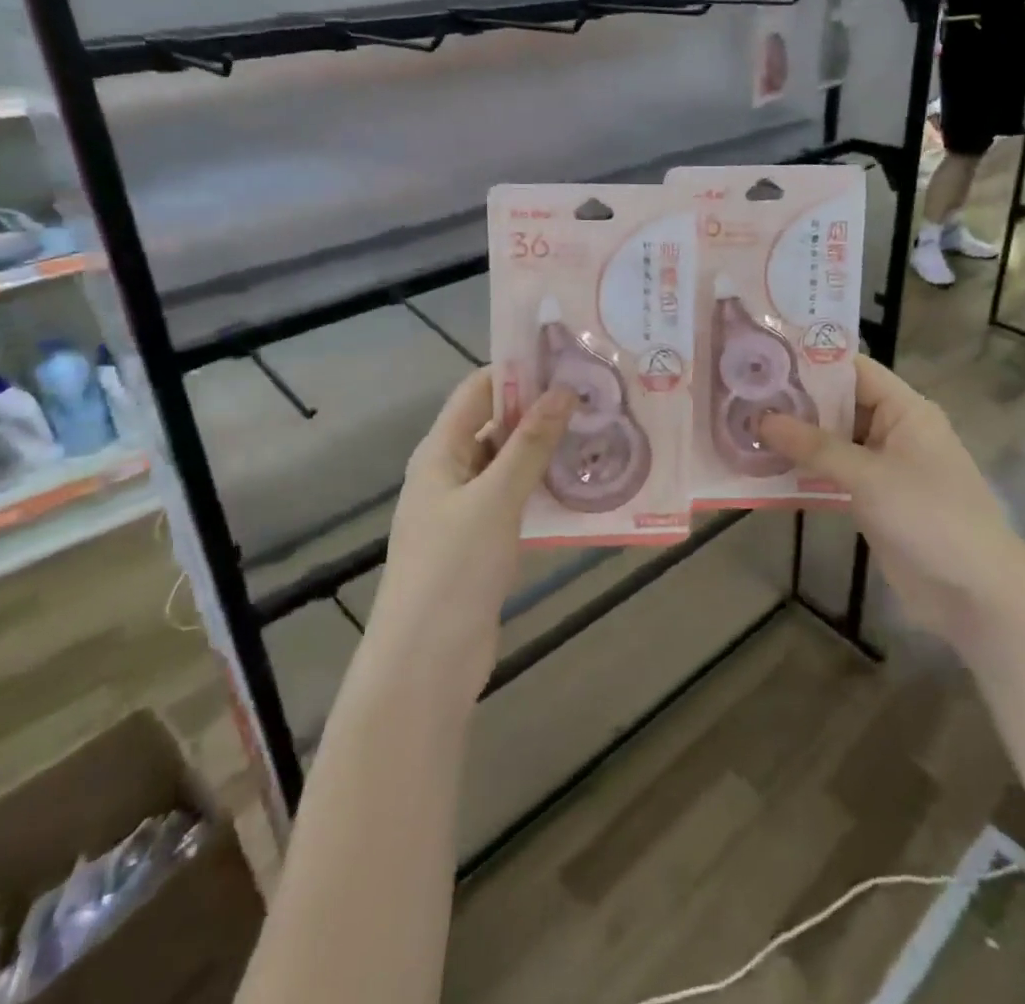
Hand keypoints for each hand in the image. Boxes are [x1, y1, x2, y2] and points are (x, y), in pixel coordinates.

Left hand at [364, 372, 573, 700]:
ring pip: (510, 464)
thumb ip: (530, 444)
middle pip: (496, 425)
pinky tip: (582, 486)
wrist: (426, 662)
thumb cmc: (453, 568)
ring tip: (598, 434)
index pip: (477, 390)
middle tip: (595, 397)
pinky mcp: (483, 541)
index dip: (518, 371)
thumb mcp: (496, 498)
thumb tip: (563, 390)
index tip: (567, 360)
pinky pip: (516, 500)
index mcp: (441, 451)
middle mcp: (451, 472)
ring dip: (546, 450)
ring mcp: (466, 509)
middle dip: (540, 410)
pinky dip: (544, 488)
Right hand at [758, 355, 1024, 646]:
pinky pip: (834, 475)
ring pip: (832, 442)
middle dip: (794, 403)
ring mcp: (883, 467)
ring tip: (742, 428)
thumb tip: (762, 419)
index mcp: (904, 410)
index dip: (811, 362)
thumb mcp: (869, 476)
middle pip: (838, 405)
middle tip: (741, 395)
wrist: (975, 593)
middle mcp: (893, 430)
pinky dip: (805, 472)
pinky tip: (765, 471)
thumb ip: (815, 447)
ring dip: (795, 440)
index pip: (853, 370)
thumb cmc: (929, 517)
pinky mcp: (873, 500)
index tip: (764, 357)